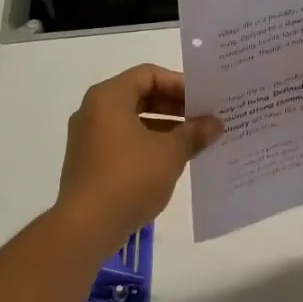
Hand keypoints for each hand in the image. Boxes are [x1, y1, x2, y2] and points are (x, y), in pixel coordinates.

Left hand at [56, 65, 221, 251]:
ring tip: (195, 142)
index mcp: (109, 97)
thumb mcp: (170, 153)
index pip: (149, 75)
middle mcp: (93, 111)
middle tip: (204, 120)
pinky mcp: (90, 163)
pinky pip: (124, 142)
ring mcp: (88, 138)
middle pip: (139, 96)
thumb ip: (194, 133)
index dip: (179, 84)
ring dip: (164, 128)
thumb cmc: (130, 178)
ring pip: (132, 121)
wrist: (87, 226)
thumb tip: (215, 123)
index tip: (204, 101)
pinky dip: (148, 145)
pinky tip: (173, 162)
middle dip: (174, 107)